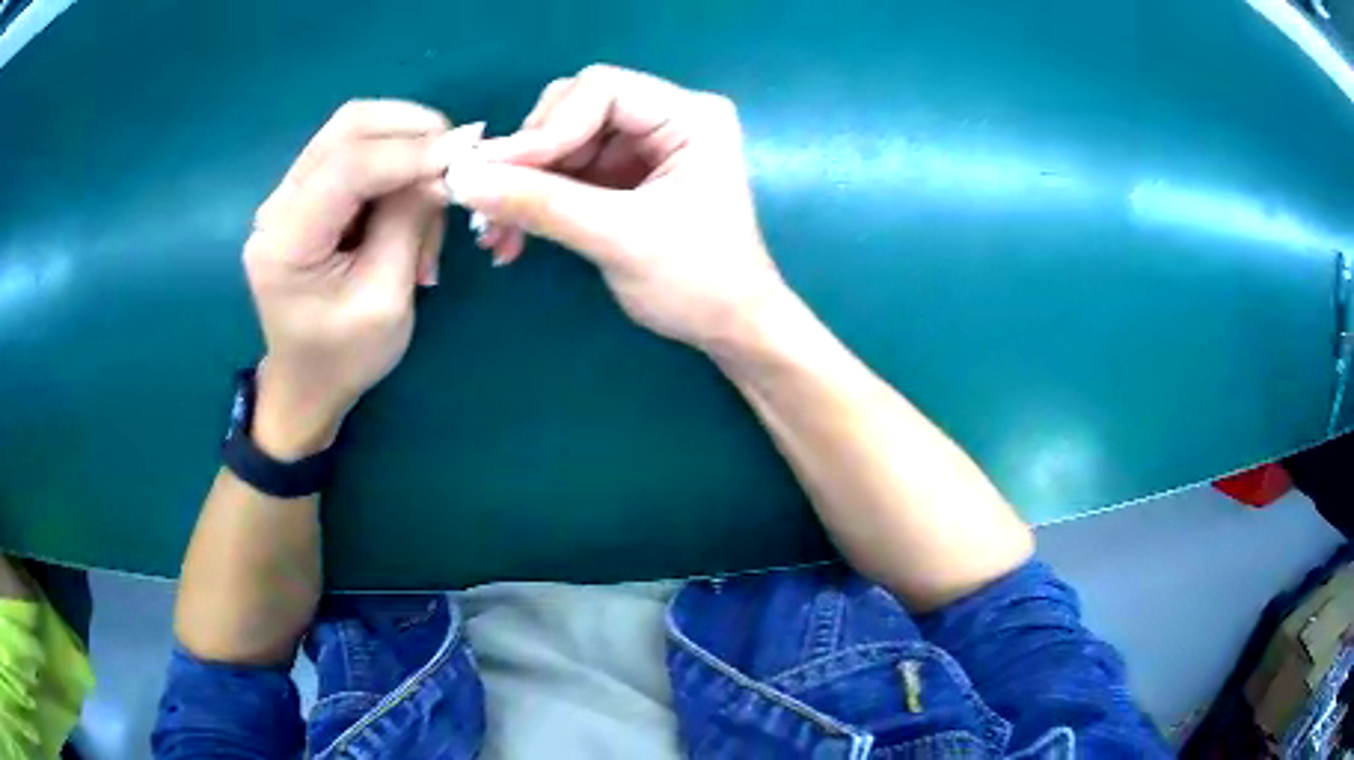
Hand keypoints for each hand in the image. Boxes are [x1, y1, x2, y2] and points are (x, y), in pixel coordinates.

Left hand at [243, 101, 453, 456]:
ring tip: (432, 193)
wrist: (305, 383)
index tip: (466, 154)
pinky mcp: (304, 193)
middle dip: (412, 130)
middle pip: (348, 126)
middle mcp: (277, 205)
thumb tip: (445, 167)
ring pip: (353, 129)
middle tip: (456, 159)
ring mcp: (287, 194)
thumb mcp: (386, 301)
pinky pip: (354, 150)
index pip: (347, 166)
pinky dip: (394, 160)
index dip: (410, 152)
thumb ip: (409, 224)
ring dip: (406, 144)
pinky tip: (410, 196)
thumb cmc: (344, 358)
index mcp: (285, 244)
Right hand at [447, 65, 790, 353]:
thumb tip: (463, 180)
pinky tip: (510, 237)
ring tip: (493, 234)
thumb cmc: (698, 282)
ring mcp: (643, 146)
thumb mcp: (619, 239)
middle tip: (491, 204)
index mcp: (689, 116)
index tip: (497, 174)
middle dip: (528, 158)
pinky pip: (564, 172)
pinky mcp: (624, 176)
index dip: (545, 128)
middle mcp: (666, 118)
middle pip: (573, 110)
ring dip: (521, 186)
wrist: (729, 329)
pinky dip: (534, 201)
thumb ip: (541, 204)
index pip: (600, 90)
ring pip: (560, 143)